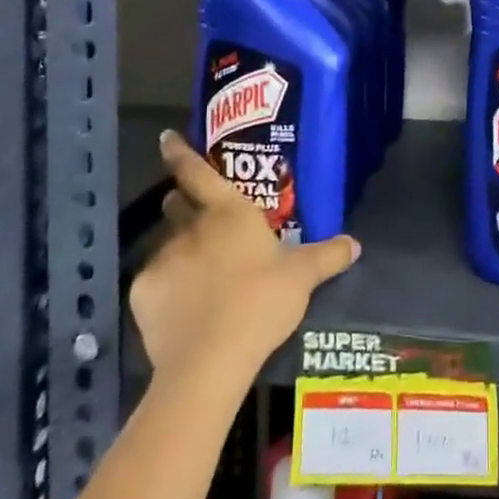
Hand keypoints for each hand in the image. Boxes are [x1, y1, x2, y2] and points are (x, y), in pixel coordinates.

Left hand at [129, 131, 359, 380]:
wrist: (210, 360)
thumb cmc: (261, 301)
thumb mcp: (303, 277)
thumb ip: (327, 256)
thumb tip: (355, 243)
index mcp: (228, 211)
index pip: (197, 171)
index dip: (180, 152)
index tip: (167, 138)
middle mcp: (190, 226)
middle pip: (176, 203)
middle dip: (183, 204)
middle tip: (199, 217)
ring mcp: (162, 259)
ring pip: (165, 243)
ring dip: (178, 249)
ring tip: (195, 273)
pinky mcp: (142, 293)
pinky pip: (153, 282)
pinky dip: (165, 288)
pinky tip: (180, 309)